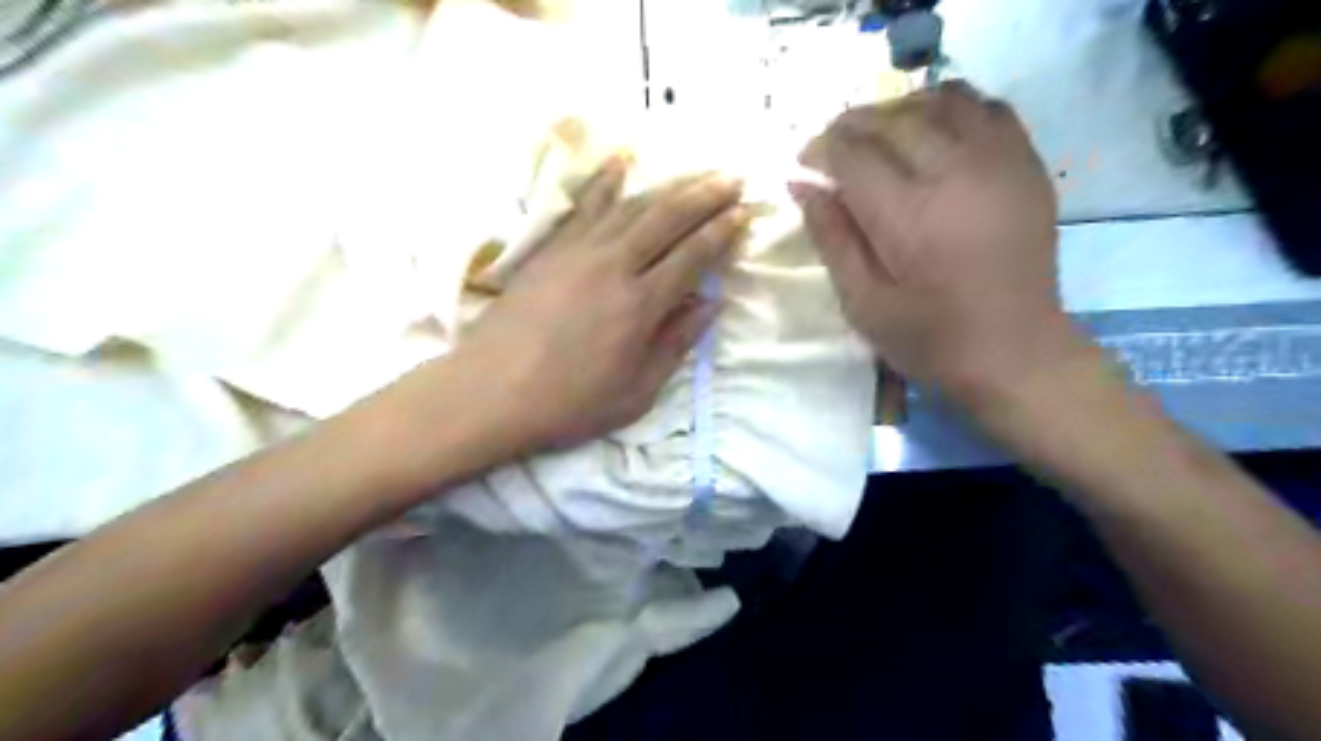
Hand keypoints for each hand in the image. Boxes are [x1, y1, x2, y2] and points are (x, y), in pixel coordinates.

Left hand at [450, 157, 741, 452]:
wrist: (491, 392)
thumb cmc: (569, 403)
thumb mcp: (637, 392)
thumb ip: (677, 343)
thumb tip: (712, 305)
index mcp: (641, 305)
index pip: (692, 256)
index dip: (722, 232)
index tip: (745, 213)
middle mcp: (614, 266)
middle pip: (668, 218)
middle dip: (706, 195)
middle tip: (734, 178)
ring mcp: (579, 251)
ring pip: (633, 205)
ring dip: (670, 185)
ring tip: (697, 172)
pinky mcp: (551, 249)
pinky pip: (586, 206)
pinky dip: (607, 181)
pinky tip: (622, 160)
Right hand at [793, 85, 1082, 406]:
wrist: (1015, 352)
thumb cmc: (929, 338)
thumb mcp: (862, 303)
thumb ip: (831, 238)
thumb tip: (801, 184)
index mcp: (908, 216)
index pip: (853, 154)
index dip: (821, 148)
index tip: (805, 162)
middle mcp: (955, 174)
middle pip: (894, 119)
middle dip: (852, 124)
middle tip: (832, 145)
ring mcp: (999, 163)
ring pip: (941, 100)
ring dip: (899, 108)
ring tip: (878, 134)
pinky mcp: (1026, 165)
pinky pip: (986, 107)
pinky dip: (949, 106)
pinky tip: (931, 130)